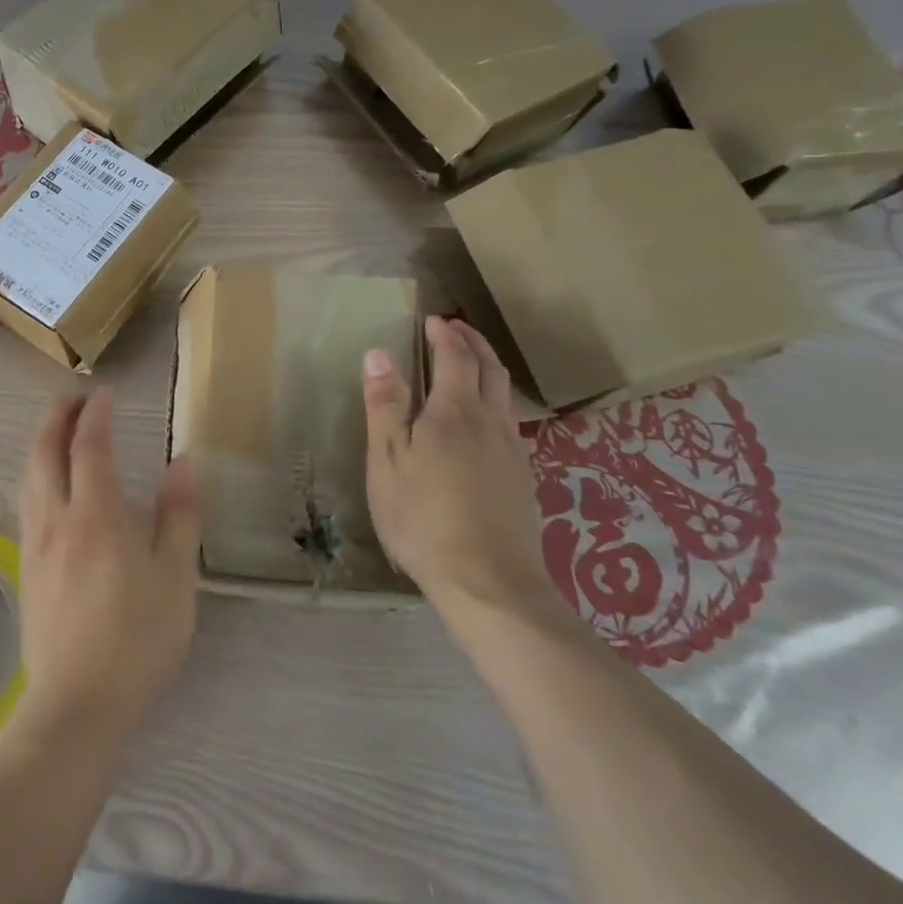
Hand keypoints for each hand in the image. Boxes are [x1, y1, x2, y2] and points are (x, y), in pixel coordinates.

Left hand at [14, 390, 202, 744]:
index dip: (95, 414)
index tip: (104, 393)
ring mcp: (35, 544)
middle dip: (55, 416)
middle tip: (72, 397)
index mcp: (97, 516)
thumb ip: (179, 515)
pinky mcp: (26, 568)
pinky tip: (47, 484)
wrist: (77, 705)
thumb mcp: (176, 579)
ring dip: (40, 442)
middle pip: (44, 451)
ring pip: (28, 476)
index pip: (89, 445)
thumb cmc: (137, 641)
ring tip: (56, 429)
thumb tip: (183, 461)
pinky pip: (26, 501)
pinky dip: (35, 473)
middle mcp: (57, 519)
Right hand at [362, 316, 568, 624]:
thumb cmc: (423, 518)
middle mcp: (491, 424)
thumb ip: (386, 406)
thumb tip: (379, 354)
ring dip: (489, 370)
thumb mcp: (387, 461)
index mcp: (455, 413)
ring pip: (505, 398)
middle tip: (457, 330)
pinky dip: (496, 404)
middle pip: (490, 371)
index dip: (447, 335)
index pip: (456, 358)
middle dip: (474, 344)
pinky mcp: (523, 481)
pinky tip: (484, 424)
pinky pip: (511, 426)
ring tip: (472, 365)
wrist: (488, 583)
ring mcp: (513, 454)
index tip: (435, 320)